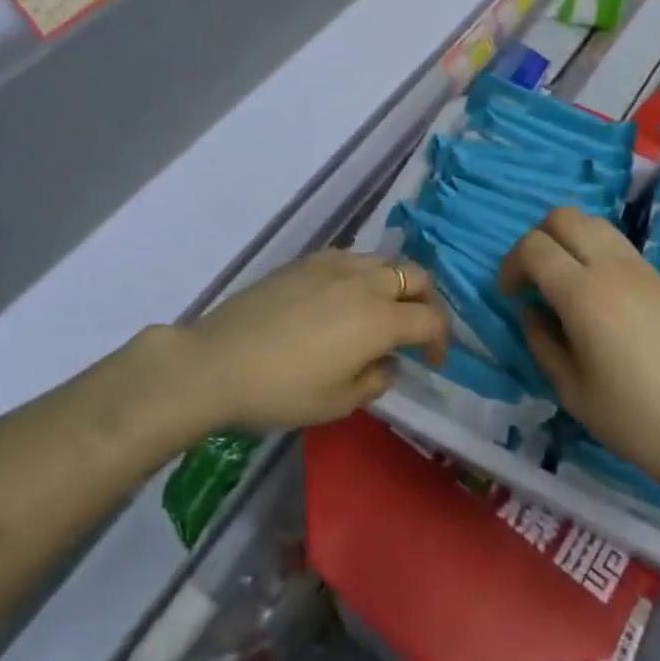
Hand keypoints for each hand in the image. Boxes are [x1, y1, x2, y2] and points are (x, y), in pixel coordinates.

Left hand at [176, 251, 448, 431]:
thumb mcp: (337, 403)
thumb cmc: (282, 391)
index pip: (431, 319)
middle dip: (428, 301)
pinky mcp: (307, 260)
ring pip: (385, 260)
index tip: (433, 361)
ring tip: (383, 310)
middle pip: (416, 276)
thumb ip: (375, 380)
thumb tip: (387, 362)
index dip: (441, 341)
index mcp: (380, 319)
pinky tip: (346, 296)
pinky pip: (352, 257)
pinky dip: (364, 273)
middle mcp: (365, 282)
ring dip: (397, 283)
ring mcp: (334, 265)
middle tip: (418, 328)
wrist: (218, 361)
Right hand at [499, 209, 659, 503]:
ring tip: (566, 283)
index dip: (512, 264)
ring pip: (595, 224)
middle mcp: (613, 268)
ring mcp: (644, 270)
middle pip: (564, 217)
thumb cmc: (634, 420)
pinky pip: (620, 247)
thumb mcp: (571, 390)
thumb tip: (531, 310)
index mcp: (583, 294)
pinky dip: (597, 254)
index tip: (511, 295)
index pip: (534, 246)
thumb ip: (542, 341)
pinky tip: (600, 299)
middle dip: (538, 238)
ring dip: (570, 240)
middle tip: (534, 279)